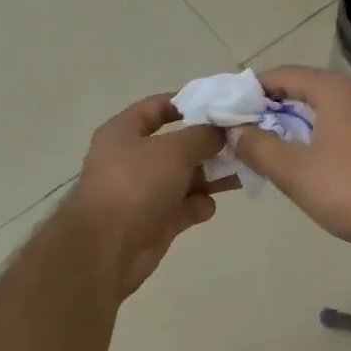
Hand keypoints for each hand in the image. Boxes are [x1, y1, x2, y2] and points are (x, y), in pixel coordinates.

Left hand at [60, 95, 237, 296]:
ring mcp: (143, 191)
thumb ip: (202, 136)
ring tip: (243, 171)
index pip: (157, 107)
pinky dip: (198, 205)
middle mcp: (132, 158)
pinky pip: (183, 207)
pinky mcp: (155, 221)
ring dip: (211, 175)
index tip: (220, 104)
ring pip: (184, 177)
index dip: (187, 102)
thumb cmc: (136, 185)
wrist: (107, 248)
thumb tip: (221, 131)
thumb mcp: (173, 150)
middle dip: (208, 144)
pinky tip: (208, 206)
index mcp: (124, 131)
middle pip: (176, 144)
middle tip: (242, 141)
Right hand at [231, 66, 350, 256]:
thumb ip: (258, 147)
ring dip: (299, 122)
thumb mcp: (294, 172)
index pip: (285, 74)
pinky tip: (314, 160)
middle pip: (307, 88)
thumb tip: (235, 132)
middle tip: (248, 130)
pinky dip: (323, 133)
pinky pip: (347, 123)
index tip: (232, 109)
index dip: (254, 89)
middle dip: (274, 107)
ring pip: (328, 108)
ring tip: (275, 146)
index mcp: (336, 91)